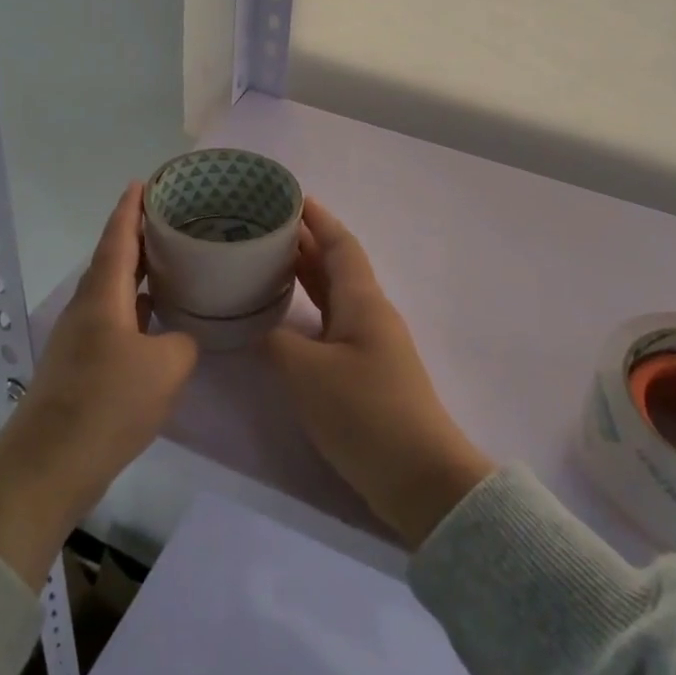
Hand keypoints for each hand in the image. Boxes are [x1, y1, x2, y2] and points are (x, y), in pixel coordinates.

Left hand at [0, 183, 198, 583]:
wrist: (50, 464)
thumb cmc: (109, 402)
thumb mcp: (167, 367)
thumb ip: (182, 342)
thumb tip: (177, 341)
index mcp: (103, 295)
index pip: (118, 237)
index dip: (131, 208)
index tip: (144, 182)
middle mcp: (87, 308)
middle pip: (113, 260)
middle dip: (140, 236)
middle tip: (173, 220)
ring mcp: (80, 338)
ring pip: (114, 292)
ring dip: (140, 274)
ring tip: (172, 262)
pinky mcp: (80, 366)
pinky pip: (115, 321)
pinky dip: (137, 309)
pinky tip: (158, 319)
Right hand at [266, 198, 494, 549]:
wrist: (420, 478)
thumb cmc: (365, 414)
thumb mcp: (308, 374)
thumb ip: (276, 342)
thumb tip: (255, 328)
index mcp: (363, 301)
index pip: (339, 243)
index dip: (316, 218)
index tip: (288, 196)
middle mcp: (369, 313)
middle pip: (335, 265)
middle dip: (303, 242)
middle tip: (260, 228)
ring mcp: (369, 343)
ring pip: (333, 295)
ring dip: (304, 275)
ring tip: (264, 261)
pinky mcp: (365, 371)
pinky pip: (331, 324)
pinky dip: (307, 310)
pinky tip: (284, 316)